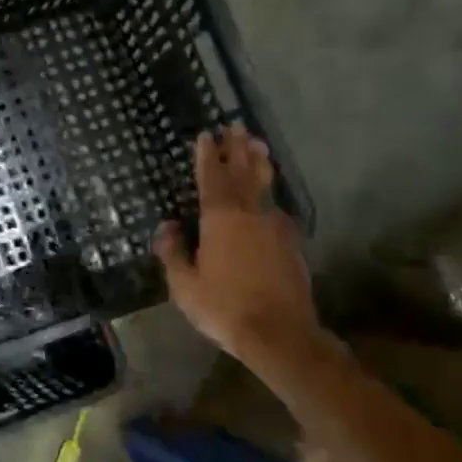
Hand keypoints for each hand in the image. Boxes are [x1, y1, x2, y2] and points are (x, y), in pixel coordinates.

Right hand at [155, 126, 321, 374]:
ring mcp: (276, 228)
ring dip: (259, 164)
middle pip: (244, 173)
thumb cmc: (224, 307)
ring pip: (266, 188)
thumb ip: (173, 252)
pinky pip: (277, 211)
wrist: (280, 334)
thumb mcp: (184, 284)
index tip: (206, 134)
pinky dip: (271, 197)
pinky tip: (271, 200)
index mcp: (220, 219)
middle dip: (238, 149)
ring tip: (259, 146)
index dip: (207, 155)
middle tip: (237, 126)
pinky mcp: (293, 245)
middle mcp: (250, 214)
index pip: (211, 177)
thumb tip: (168, 227)